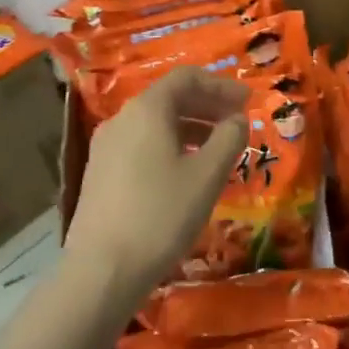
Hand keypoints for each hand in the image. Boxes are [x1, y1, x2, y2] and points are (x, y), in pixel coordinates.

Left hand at [66, 68, 248, 298]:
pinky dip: (171, 145)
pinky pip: (142, 144)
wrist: (102, 270)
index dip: (221, 85)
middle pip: (169, 98)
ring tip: (218, 148)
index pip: (186, 78)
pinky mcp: (100, 174)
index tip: (248, 100)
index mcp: (147, 110)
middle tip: (238, 121)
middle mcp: (122, 119)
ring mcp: (106, 147)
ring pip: (155, 123)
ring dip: (191, 127)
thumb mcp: (208, 175)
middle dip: (207, 105)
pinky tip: (187, 172)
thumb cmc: (162, 214)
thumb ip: (229, 138)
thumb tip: (238, 119)